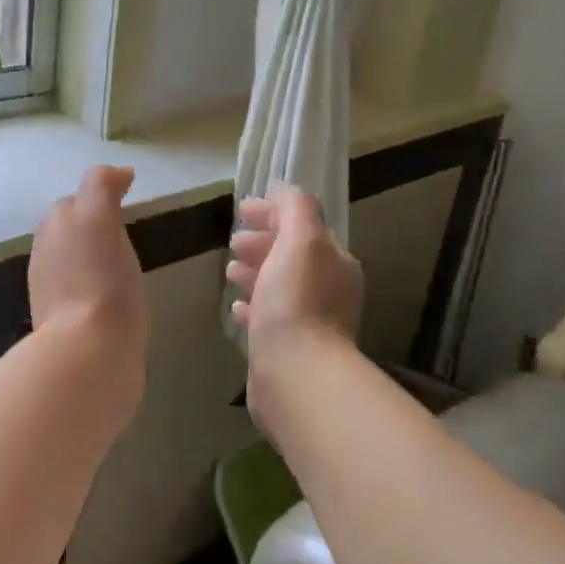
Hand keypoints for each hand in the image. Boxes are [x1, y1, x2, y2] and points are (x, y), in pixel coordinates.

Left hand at [29, 165, 148, 388]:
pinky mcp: (66, 326)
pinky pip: (82, 293)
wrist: (90, 353)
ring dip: (92, 258)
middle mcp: (45, 255)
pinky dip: (96, 288)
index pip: (75, 201)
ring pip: (73, 262)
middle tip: (125, 231)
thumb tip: (119, 172)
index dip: (99, 197)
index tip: (128, 200)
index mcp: (53, 228)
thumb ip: (102, 186)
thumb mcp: (99, 217)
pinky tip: (116, 298)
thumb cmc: (100, 279)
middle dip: (91, 226)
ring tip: (123, 265)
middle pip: (69, 230)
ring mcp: (52, 293)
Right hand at [227, 186, 363, 375]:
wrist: (296, 374)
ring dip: (255, 271)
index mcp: (335, 261)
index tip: (242, 210)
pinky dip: (252, 306)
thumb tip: (281, 189)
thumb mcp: (300, 240)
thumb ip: (294, 208)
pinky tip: (236, 308)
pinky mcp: (289, 348)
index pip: (304, 225)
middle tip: (234, 241)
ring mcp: (309, 321)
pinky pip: (269, 317)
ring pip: (278, 285)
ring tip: (230, 270)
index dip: (274, 212)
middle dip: (262, 241)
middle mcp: (328, 289)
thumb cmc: (297, 300)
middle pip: (291, 255)